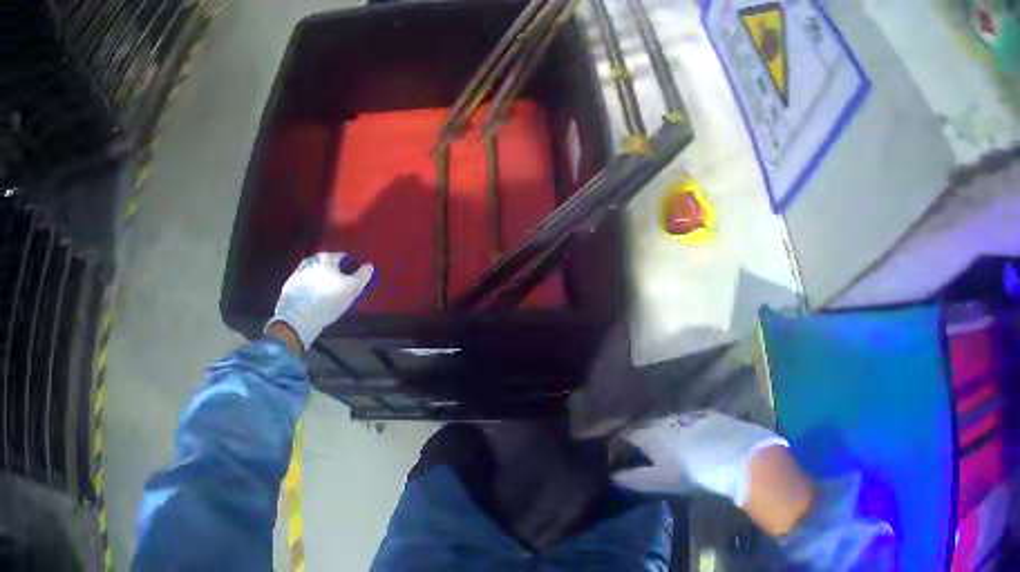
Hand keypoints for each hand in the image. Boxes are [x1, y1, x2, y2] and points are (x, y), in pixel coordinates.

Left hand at [266, 252, 373, 349]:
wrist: (299, 317)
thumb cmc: (329, 300)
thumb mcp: (352, 289)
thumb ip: (362, 276)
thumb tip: (369, 266)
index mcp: (327, 258)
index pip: (342, 257)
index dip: (349, 267)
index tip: (352, 278)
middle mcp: (311, 261)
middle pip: (326, 264)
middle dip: (332, 272)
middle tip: (338, 287)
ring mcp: (298, 272)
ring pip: (313, 273)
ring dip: (319, 280)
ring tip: (324, 295)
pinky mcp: (289, 286)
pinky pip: (302, 284)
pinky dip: (308, 288)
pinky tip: (311, 300)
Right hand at [611, 410, 787, 506]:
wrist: (742, 457)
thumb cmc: (697, 473)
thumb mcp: (662, 481)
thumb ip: (635, 478)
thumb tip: (612, 476)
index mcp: (653, 434)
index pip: (628, 435)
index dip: (620, 446)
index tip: (616, 456)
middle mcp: (670, 419)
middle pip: (649, 425)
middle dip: (642, 436)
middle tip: (638, 453)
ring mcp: (693, 415)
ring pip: (670, 421)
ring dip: (663, 431)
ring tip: (663, 447)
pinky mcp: (713, 415)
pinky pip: (690, 420)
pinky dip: (684, 429)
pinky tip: (690, 440)